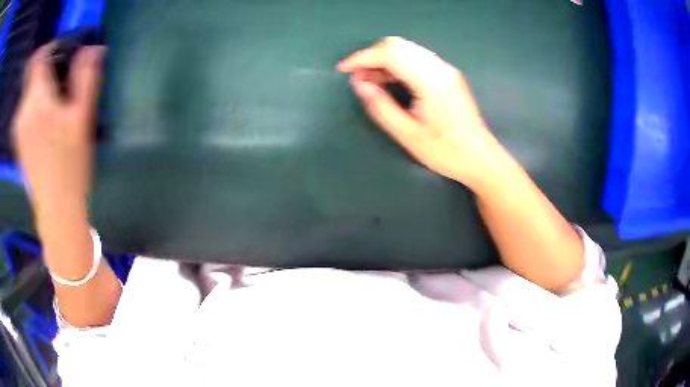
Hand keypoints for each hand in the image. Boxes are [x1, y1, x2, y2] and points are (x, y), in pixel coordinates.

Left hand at [12, 44, 103, 221]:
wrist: (57, 212)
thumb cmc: (71, 166)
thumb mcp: (83, 118)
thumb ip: (85, 76)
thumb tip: (92, 48)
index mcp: (36, 100)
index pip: (38, 56)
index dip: (51, 47)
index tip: (64, 53)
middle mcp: (22, 110)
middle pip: (34, 73)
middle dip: (49, 72)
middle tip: (65, 87)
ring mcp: (17, 128)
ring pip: (29, 92)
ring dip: (42, 90)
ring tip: (57, 109)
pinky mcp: (18, 141)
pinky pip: (25, 110)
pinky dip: (35, 106)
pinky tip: (46, 125)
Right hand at [338, 37, 502, 186]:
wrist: (481, 158)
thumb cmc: (446, 152)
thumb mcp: (408, 135)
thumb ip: (381, 106)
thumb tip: (358, 84)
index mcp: (430, 81)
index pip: (390, 53)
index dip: (362, 57)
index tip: (343, 70)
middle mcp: (439, 67)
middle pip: (398, 45)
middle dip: (371, 56)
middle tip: (358, 78)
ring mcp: (446, 69)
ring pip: (407, 49)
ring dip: (384, 59)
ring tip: (370, 81)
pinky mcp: (448, 74)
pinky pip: (416, 58)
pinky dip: (398, 63)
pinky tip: (390, 80)